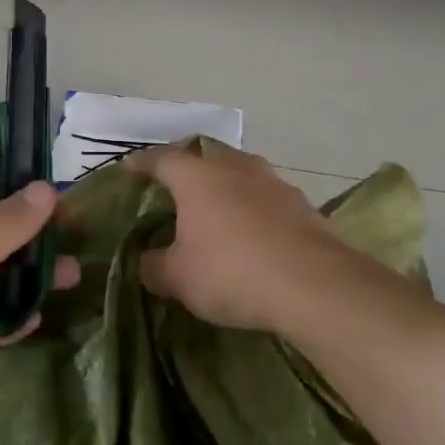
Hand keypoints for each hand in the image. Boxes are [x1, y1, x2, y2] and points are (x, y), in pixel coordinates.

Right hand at [130, 142, 372, 336]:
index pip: (162, 159)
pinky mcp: (304, 206)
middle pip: (206, 159)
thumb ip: (154, 266)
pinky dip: (255, 212)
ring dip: (227, 190)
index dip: (143, 163)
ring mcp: (274, 184)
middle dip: (190, 171)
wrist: (313, 285)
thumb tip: (147, 261)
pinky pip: (268, 201)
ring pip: (242, 176)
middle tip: (176, 190)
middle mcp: (236, 168)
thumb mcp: (178, 278)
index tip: (131, 168)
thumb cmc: (231, 272)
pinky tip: (254, 235)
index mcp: (198, 177)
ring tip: (217, 212)